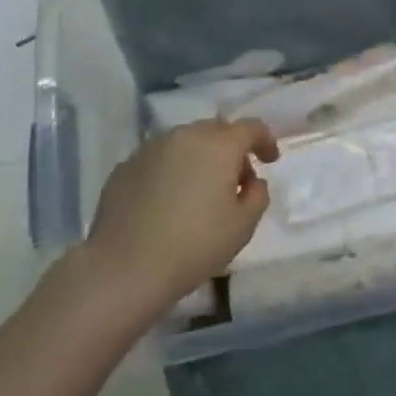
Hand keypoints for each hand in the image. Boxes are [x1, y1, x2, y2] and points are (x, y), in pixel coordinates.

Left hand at [77, 119, 278, 311]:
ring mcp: (150, 149)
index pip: (250, 128)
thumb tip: (251, 181)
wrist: (124, 268)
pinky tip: (168, 201)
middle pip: (216, 131)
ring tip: (200, 191)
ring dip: (200, 158)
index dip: (265, 140)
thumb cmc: (194, 245)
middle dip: (231, 149)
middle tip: (236, 180)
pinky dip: (172, 171)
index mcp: (218, 146)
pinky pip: (159, 160)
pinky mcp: (125, 167)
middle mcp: (184, 136)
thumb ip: (257, 195)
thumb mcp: (243, 226)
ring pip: (185, 143)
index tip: (271, 160)